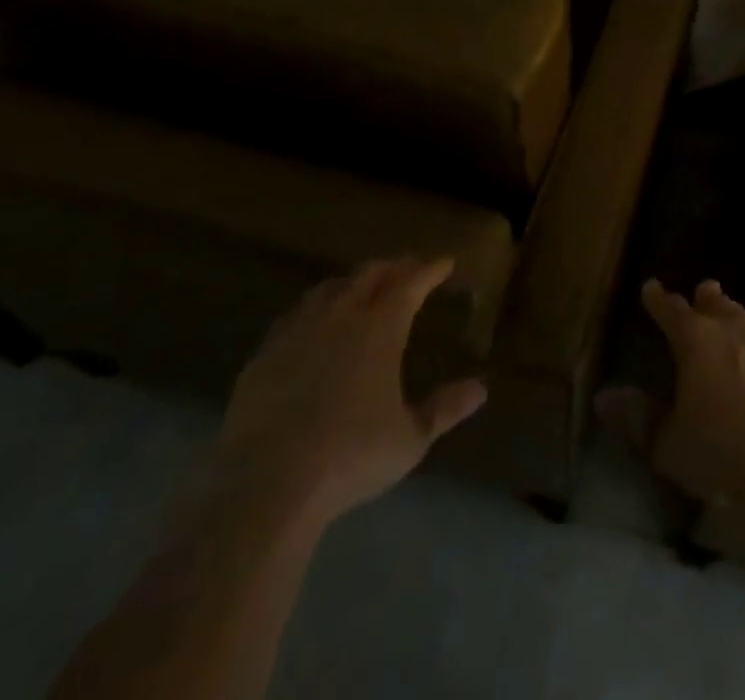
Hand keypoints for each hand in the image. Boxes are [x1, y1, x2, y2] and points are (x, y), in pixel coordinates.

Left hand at [213, 258, 487, 530]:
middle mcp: (341, 316)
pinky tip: (312, 323)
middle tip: (408, 268)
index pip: (411, 283)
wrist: (267, 484)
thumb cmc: (351, 456)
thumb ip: (445, 409)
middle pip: (370, 274)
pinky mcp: (264, 355)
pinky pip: (295, 315)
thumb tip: (480, 388)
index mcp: (380, 328)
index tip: (445, 262)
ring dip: (352, 281)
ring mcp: (298, 331)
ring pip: (329, 288)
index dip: (430, 269)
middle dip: (393, 266)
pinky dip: (314, 308)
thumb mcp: (410, 439)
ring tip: (362, 287)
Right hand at [597, 279, 744, 506]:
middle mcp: (734, 328)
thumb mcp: (668, 444)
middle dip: (706, 299)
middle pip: (717, 304)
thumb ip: (637, 417)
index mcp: (696, 340)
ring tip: (735, 330)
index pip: (671, 309)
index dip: (659, 299)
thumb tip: (602, 398)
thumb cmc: (721, 454)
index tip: (651, 288)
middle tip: (703, 293)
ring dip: (739, 324)